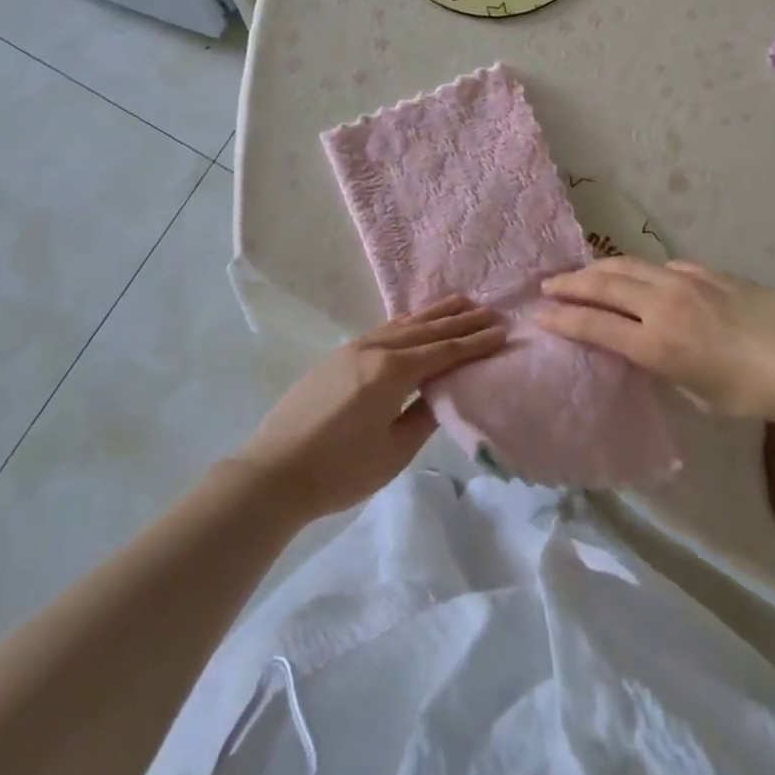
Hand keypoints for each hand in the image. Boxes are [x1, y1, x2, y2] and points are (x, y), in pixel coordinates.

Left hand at [234, 295, 505, 519]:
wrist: (274, 472)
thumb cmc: (339, 470)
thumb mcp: (393, 451)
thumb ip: (423, 417)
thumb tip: (442, 393)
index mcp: (391, 372)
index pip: (443, 351)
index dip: (474, 343)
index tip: (501, 331)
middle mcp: (374, 350)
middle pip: (425, 330)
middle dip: (459, 321)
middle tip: (489, 310)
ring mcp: (353, 350)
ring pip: (402, 325)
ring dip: (433, 314)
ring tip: (460, 301)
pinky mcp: (338, 357)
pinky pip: (383, 330)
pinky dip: (406, 322)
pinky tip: (413, 320)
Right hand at [535, 258, 774, 421]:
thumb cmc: (757, 393)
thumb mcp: (700, 394)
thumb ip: (664, 368)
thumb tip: (645, 350)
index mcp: (658, 345)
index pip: (594, 325)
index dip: (561, 319)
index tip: (537, 314)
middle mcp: (663, 306)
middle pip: (602, 285)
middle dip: (569, 284)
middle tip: (547, 285)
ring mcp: (685, 282)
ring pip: (627, 265)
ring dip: (597, 268)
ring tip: (579, 273)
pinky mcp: (706, 271)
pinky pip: (661, 265)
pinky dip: (638, 270)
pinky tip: (637, 276)